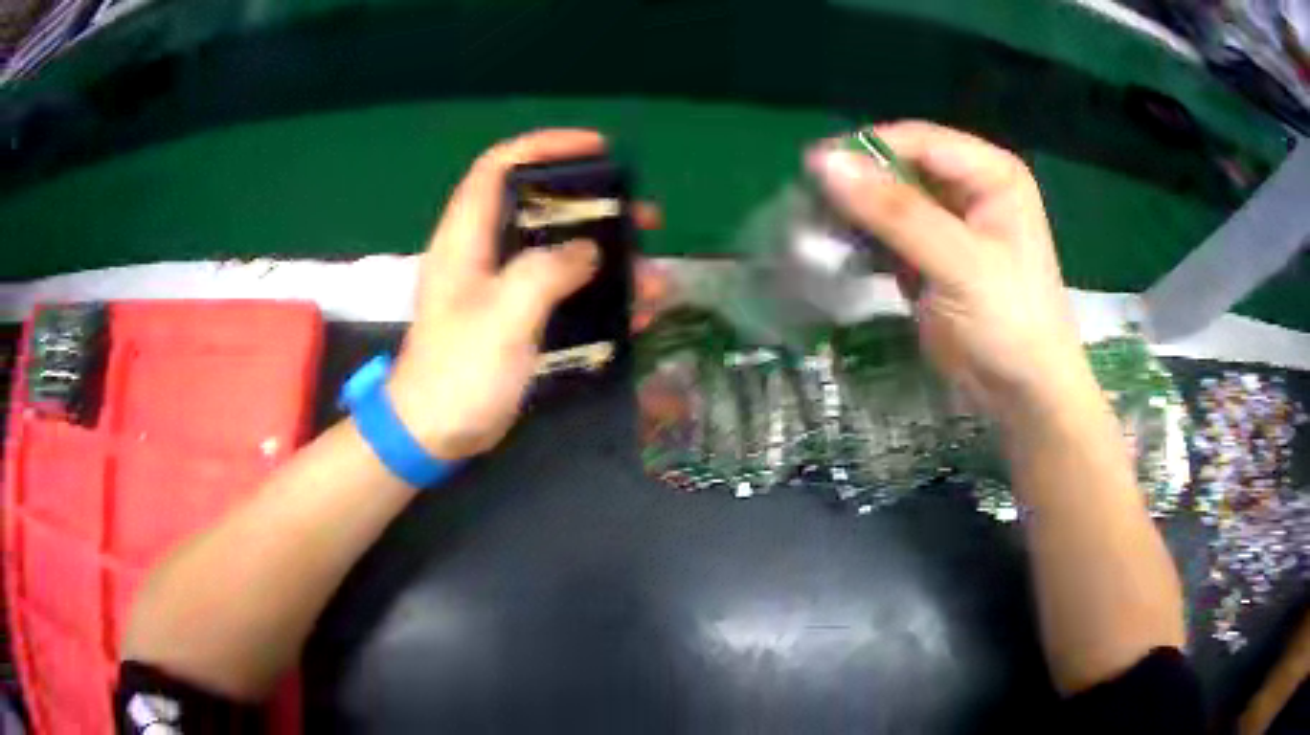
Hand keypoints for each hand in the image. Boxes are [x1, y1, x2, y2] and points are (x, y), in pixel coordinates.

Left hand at [388, 129, 658, 459]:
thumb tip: (589, 251)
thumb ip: (546, 273)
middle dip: (595, 206)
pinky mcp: (516, 318)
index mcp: (467, 238)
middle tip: (642, 216)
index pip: (500, 166)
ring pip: (560, 251)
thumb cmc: (458, 373)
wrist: (433, 434)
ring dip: (608, 257)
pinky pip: (564, 292)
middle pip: (540, 205)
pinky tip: (636, 313)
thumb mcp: (502, 317)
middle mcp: (484, 252)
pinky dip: (600, 296)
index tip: (597, 149)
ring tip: (652, 274)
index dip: (546, 146)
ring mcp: (501, 286)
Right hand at [807, 121, 1094, 420]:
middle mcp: (971, 188)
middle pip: (901, 167)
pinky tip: (840, 255)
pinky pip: (890, 234)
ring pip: (890, 201)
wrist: (1024, 396)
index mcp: (991, 173)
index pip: (917, 141)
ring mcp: (951, 223)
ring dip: (856, 216)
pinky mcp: (933, 257)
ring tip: (818, 232)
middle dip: (859, 186)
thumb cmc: (1009, 323)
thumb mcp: (957, 262)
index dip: (866, 151)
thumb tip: (823, 162)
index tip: (812, 173)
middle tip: (809, 207)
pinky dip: (865, 243)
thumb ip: (894, 211)